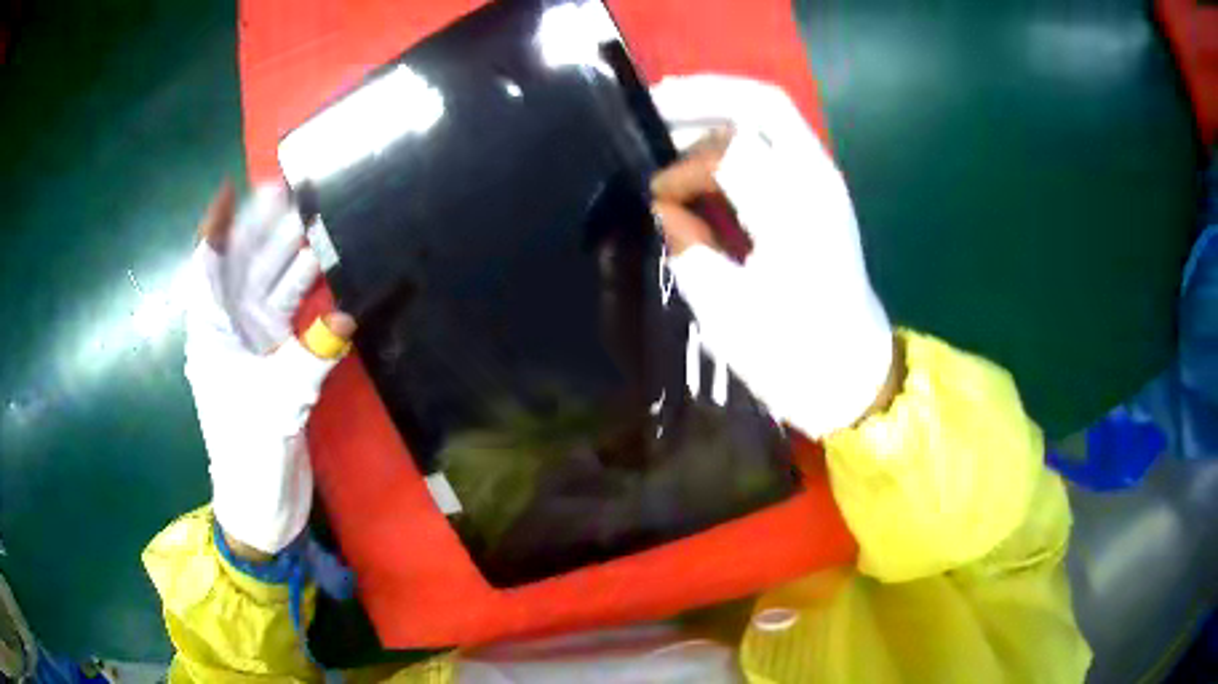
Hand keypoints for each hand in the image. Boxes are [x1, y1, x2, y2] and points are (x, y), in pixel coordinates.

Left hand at [184, 182, 354, 557]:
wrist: (260, 503)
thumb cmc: (250, 453)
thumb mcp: (275, 406)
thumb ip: (308, 360)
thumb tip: (344, 319)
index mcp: (212, 335)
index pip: (206, 268)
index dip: (215, 227)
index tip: (230, 190)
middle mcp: (228, 331)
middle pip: (240, 267)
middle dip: (260, 230)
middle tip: (289, 191)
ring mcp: (251, 345)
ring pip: (265, 286)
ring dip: (284, 256)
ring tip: (310, 219)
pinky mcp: (272, 362)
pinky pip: (286, 313)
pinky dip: (301, 291)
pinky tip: (318, 269)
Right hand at [649, 75, 896, 437]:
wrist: (852, 375)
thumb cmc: (792, 355)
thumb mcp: (725, 311)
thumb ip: (688, 245)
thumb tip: (667, 204)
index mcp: (796, 215)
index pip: (729, 153)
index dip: (681, 169)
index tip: (654, 199)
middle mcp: (817, 182)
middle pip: (761, 104)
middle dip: (701, 95)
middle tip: (652, 106)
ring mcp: (825, 181)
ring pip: (772, 112)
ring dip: (719, 105)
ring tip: (669, 114)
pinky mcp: (823, 191)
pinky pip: (778, 136)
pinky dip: (738, 126)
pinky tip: (704, 139)